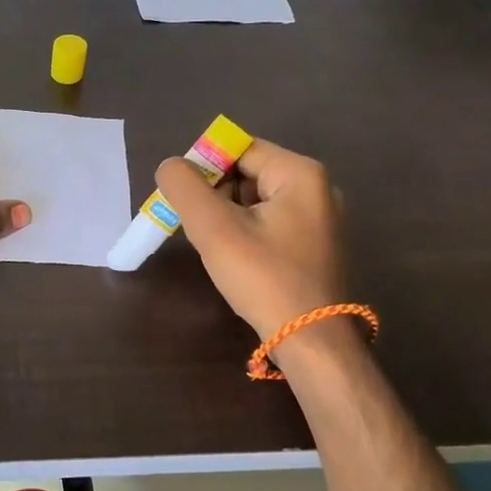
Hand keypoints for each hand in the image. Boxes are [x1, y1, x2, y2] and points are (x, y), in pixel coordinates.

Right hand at [155, 139, 348, 337]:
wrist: (311, 341)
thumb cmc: (264, 278)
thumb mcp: (214, 229)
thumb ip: (185, 188)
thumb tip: (171, 166)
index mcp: (301, 174)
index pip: (239, 150)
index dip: (204, 167)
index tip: (181, 198)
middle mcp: (317, 189)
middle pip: (248, 173)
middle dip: (214, 195)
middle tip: (194, 225)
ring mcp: (319, 219)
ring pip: (255, 202)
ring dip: (227, 217)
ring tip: (213, 245)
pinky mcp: (314, 246)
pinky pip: (269, 224)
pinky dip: (244, 233)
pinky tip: (234, 259)